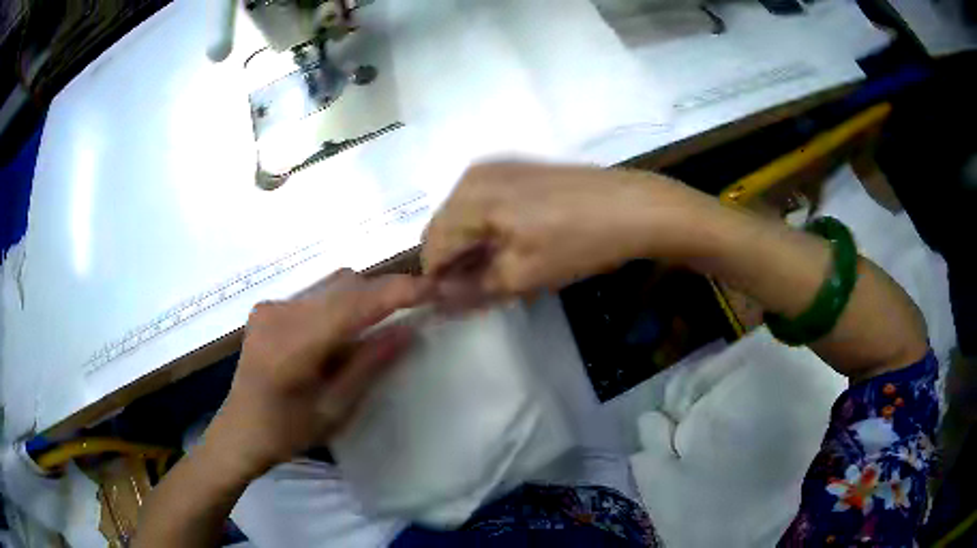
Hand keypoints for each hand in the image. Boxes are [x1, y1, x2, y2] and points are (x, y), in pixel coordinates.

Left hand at [203, 269, 424, 478]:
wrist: (238, 432)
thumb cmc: (286, 433)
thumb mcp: (335, 410)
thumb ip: (369, 365)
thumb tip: (407, 329)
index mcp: (293, 346)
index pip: (353, 304)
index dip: (396, 291)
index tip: (433, 288)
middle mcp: (279, 313)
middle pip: (344, 286)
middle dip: (382, 294)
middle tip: (412, 312)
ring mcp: (270, 306)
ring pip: (330, 286)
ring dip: (360, 299)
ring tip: (374, 328)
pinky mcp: (267, 307)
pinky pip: (315, 294)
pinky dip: (338, 305)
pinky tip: (339, 334)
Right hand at [423, 162, 706, 296]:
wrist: (634, 206)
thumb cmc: (580, 242)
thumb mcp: (524, 274)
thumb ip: (473, 287)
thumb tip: (438, 299)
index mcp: (470, 198)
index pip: (433, 247)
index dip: (439, 280)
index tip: (454, 303)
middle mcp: (474, 175)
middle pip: (444, 227)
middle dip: (455, 260)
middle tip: (481, 288)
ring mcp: (497, 166)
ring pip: (463, 214)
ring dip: (472, 244)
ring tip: (501, 267)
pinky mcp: (517, 167)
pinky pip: (484, 200)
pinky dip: (488, 225)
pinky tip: (514, 241)